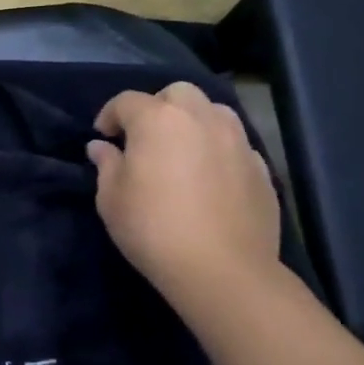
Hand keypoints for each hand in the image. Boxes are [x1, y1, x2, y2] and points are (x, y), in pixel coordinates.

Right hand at [87, 83, 281, 309]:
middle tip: (145, 137)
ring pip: (213, 111)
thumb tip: (102, 147)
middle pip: (176, 93)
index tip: (104, 137)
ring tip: (182, 149)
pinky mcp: (261, 167)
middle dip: (157, 106)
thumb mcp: (111, 199)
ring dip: (193, 121)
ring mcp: (236, 140)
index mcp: (157, 119)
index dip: (110, 115)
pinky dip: (219, 149)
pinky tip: (210, 176)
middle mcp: (199, 118)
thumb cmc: (153, 229)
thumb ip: (106, 165)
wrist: (223, 271)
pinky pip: (235, 144)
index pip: (126, 101)